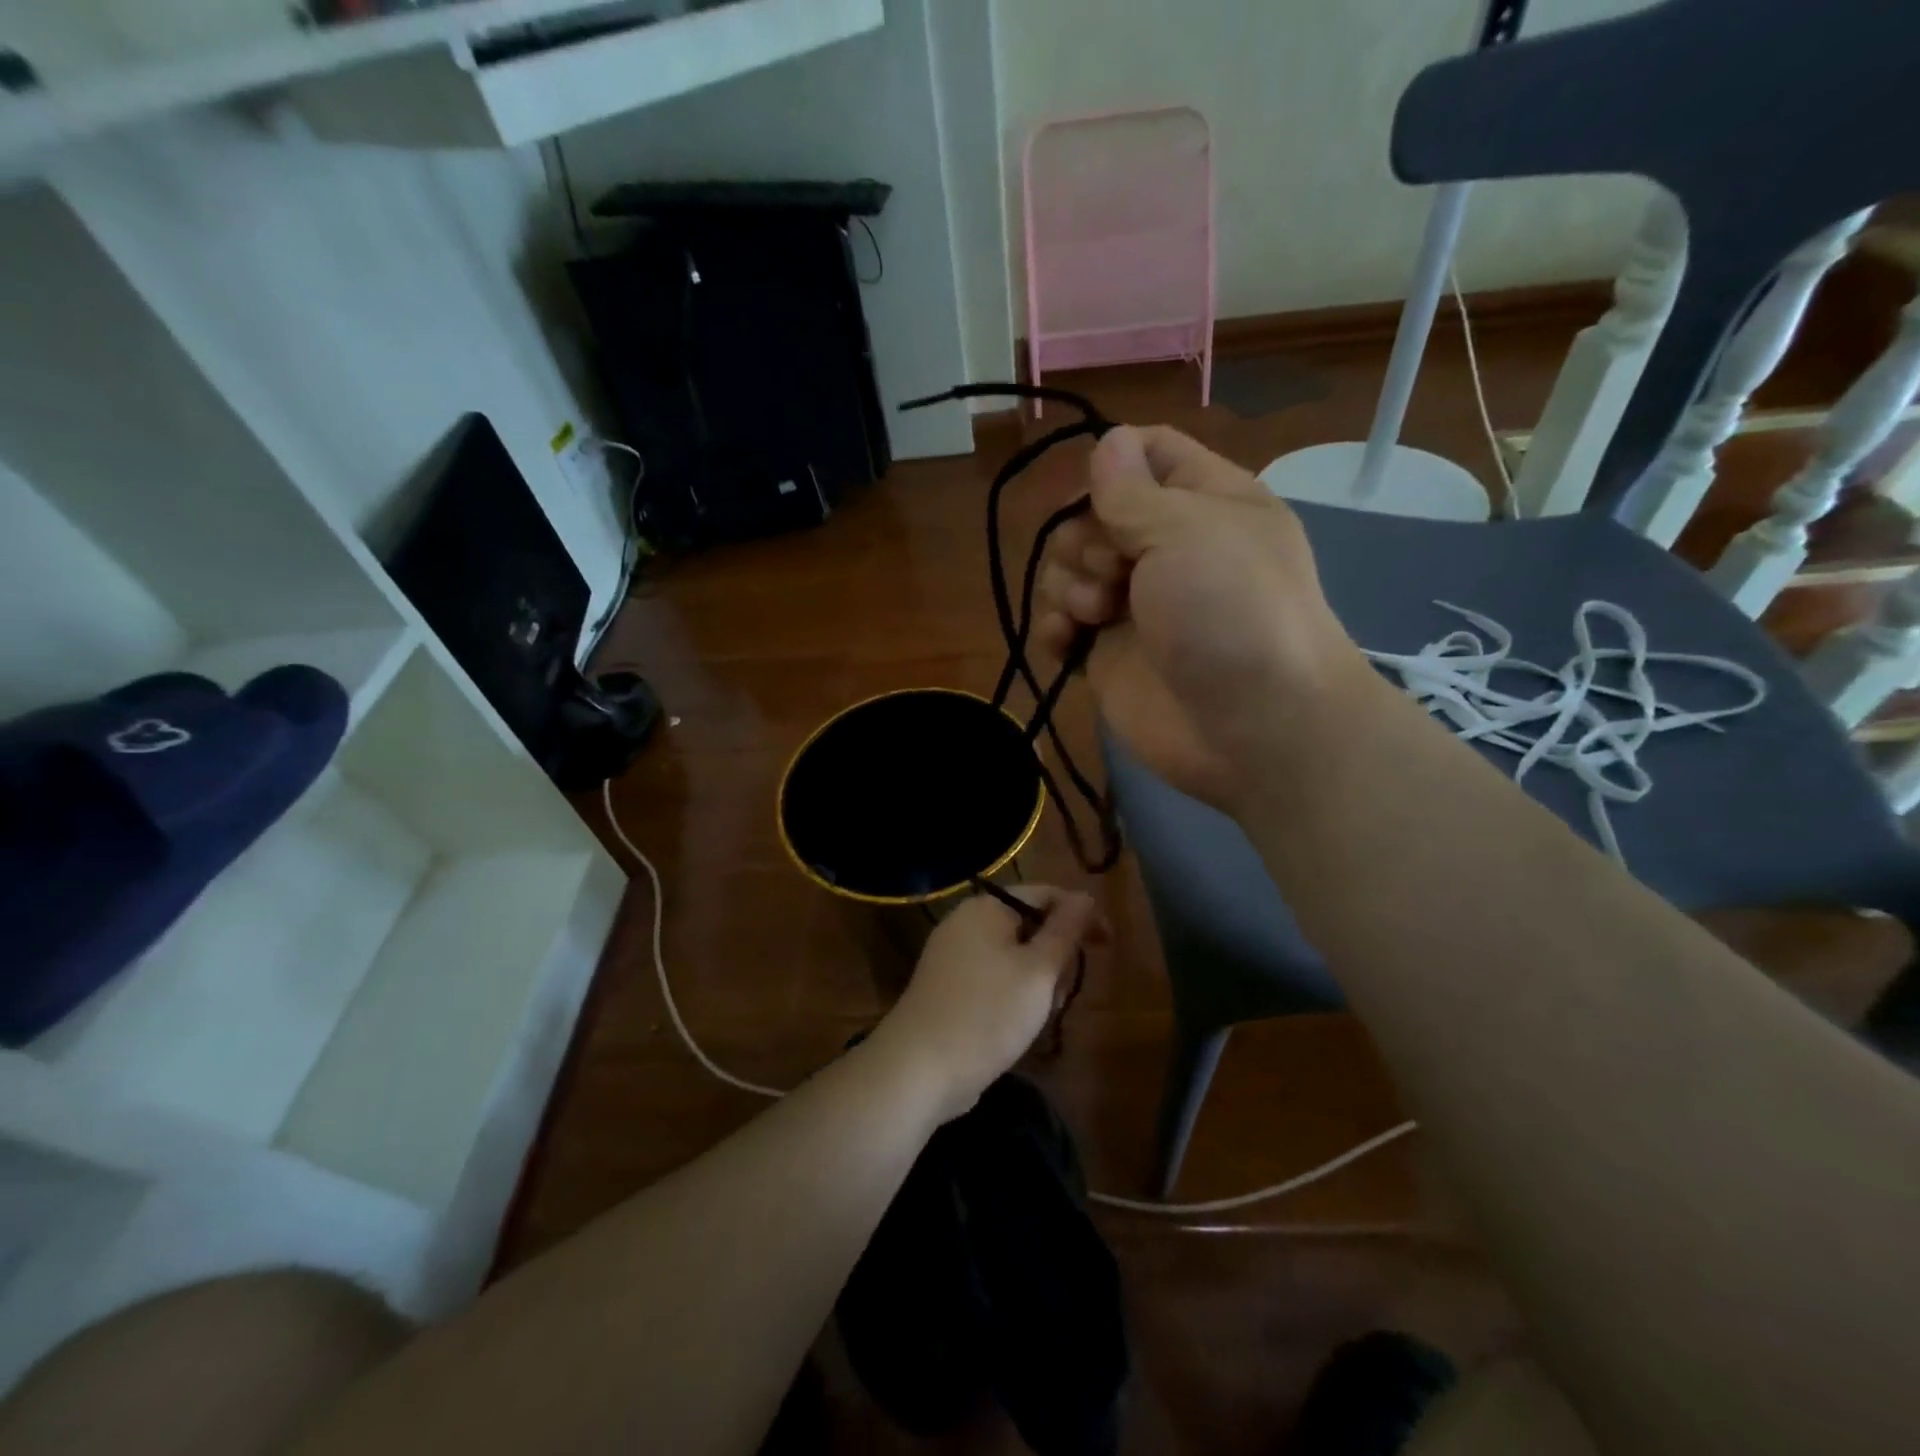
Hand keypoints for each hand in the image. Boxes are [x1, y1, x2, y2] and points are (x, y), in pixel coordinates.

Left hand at [868, 887, 1099, 1121]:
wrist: (919, 1069)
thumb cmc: (988, 1013)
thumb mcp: (1039, 971)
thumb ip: (1066, 930)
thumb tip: (1085, 897)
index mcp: (986, 908)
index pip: (1045, 894)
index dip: (1082, 915)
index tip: (1110, 946)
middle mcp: (965, 923)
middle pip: (1029, 925)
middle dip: (1056, 955)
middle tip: (1065, 991)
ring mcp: (952, 956)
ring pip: (1014, 955)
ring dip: (1038, 980)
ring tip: (1043, 1014)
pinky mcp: (948, 987)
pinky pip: (994, 977)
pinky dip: (1014, 994)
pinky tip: (1020, 1025)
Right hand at [1034, 425, 1368, 810]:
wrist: (1253, 728)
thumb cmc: (1230, 611)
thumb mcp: (1186, 530)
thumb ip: (1132, 489)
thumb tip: (1106, 442)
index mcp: (1203, 502)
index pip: (1148, 452)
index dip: (1111, 462)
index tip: (1095, 494)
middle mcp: (1166, 548)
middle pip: (1092, 514)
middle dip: (1084, 537)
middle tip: (1113, 570)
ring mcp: (1134, 604)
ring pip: (1068, 569)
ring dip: (1067, 585)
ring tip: (1096, 614)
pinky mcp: (1109, 654)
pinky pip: (1062, 624)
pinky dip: (1055, 628)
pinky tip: (1066, 640)